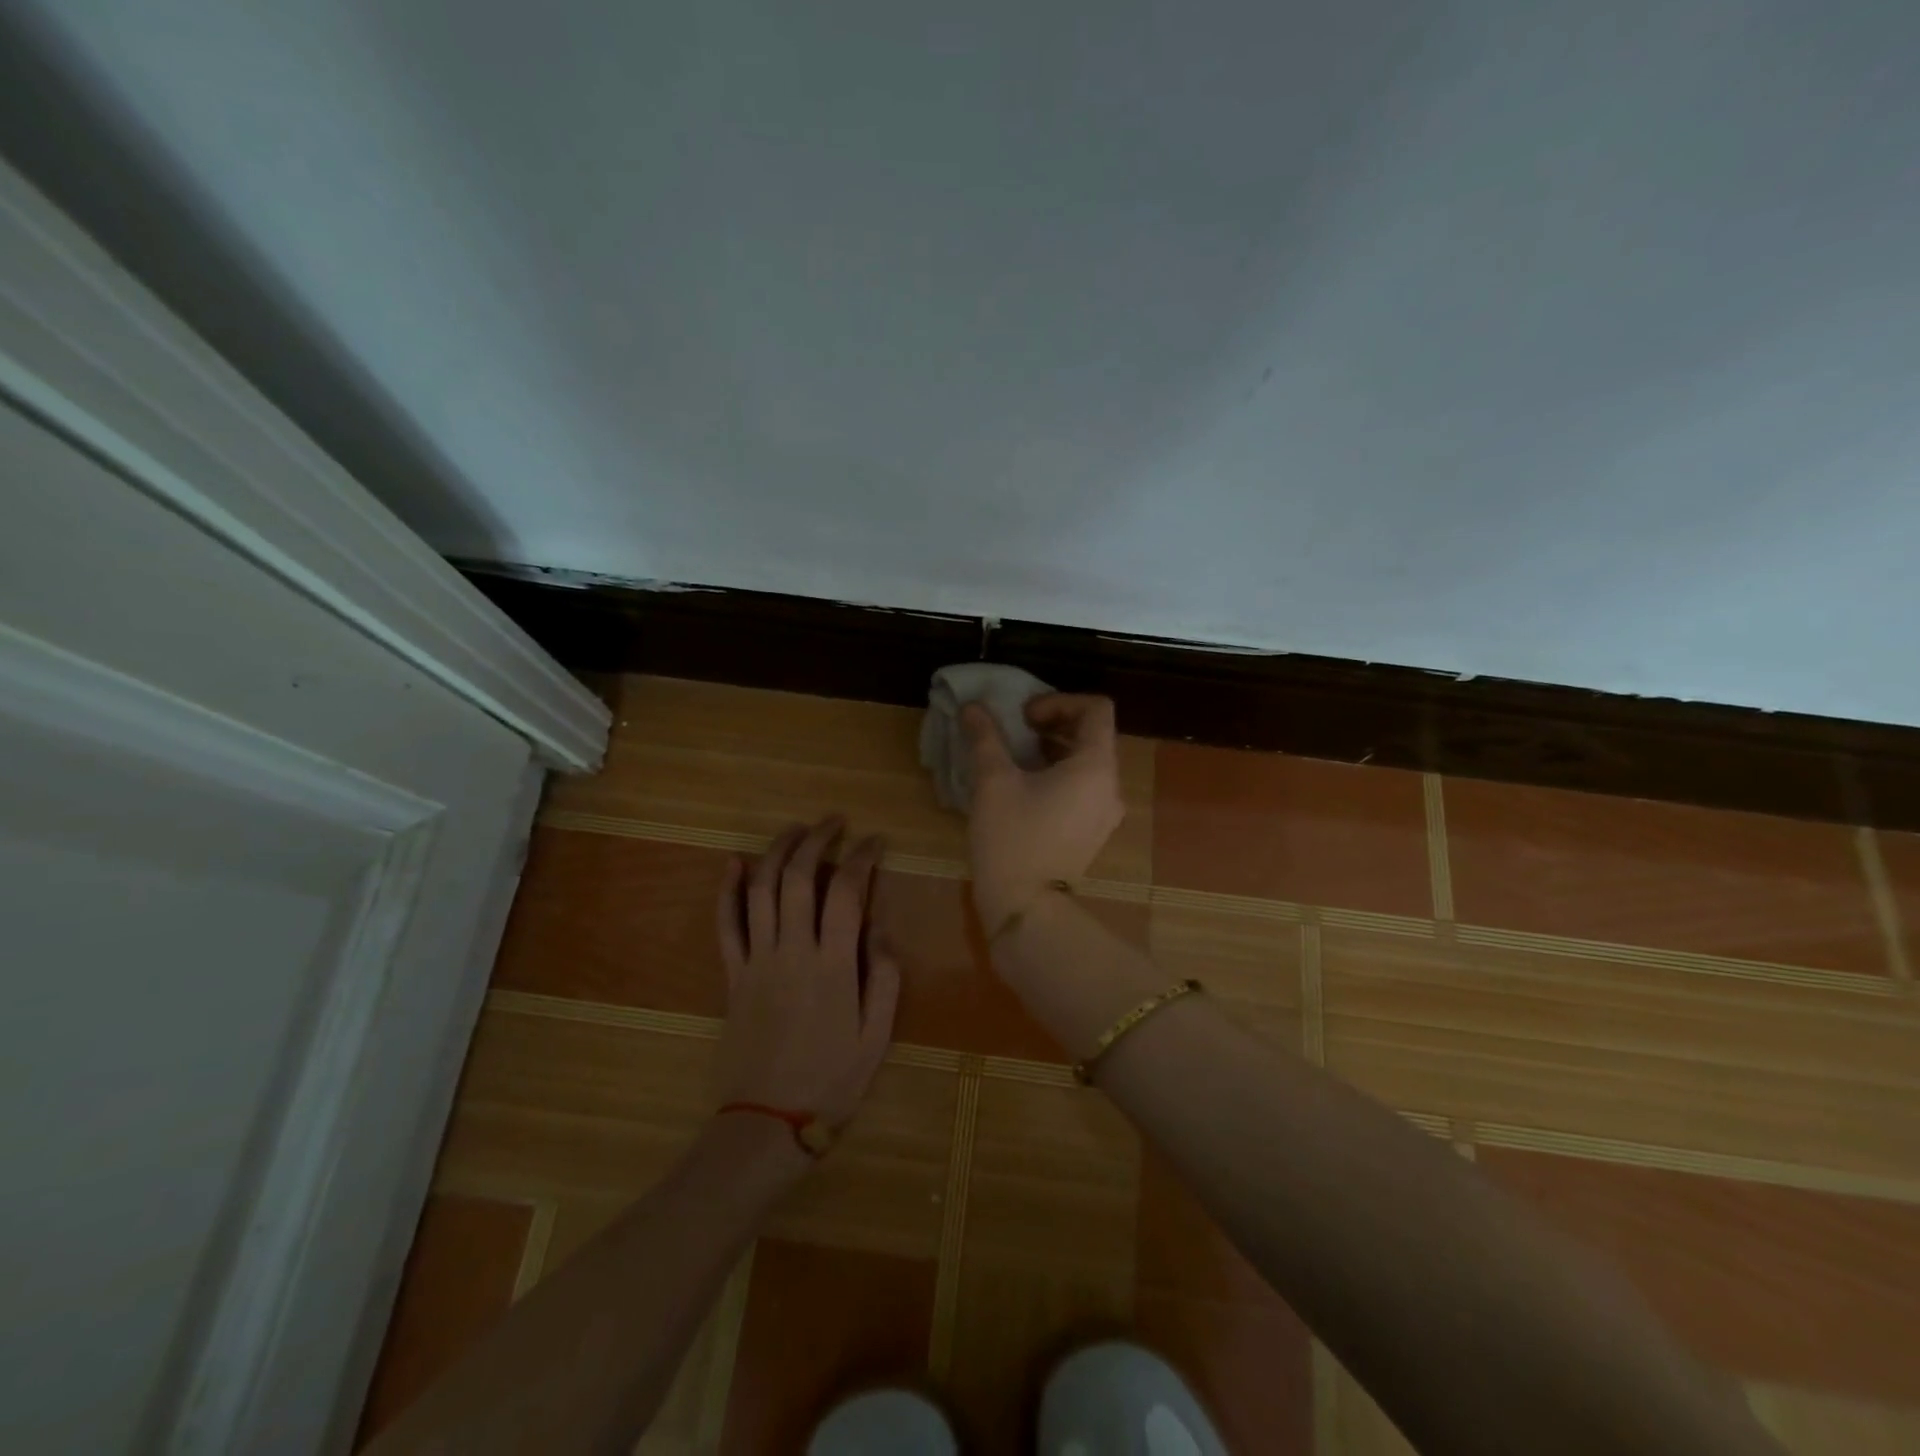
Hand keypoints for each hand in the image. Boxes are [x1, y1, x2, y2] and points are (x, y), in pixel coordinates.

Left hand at [712, 817, 900, 1140]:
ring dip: (777, 851)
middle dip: (817, 840)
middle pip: (798, 877)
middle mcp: (793, 951)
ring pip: (761, 890)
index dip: (862, 858)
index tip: (875, 841)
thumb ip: (885, 979)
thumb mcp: (876, 1036)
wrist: (767, 1122)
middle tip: (834, 822)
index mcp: (834, 965)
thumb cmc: (831, 1081)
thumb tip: (880, 930)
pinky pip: (726, 925)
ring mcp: (757, 960)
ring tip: (795, 829)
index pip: (847, 891)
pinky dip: (727, 890)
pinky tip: (733, 863)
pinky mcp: (733, 975)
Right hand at [962, 694, 1124, 926]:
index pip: (1096, 709)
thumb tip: (972, 707)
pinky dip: (1059, 774)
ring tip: (1016, 756)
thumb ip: (986, 737)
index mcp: (1096, 766)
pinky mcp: (1092, 832)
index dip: (1060, 700)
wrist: (1024, 907)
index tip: (1024, 716)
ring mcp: (1105, 812)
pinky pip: (1083, 788)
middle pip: (1093, 734)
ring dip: (1054, 748)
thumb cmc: (1011, 837)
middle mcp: (1110, 786)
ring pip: (1087, 762)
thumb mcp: (994, 781)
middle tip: (1016, 730)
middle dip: (1054, 723)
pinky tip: (1025, 786)